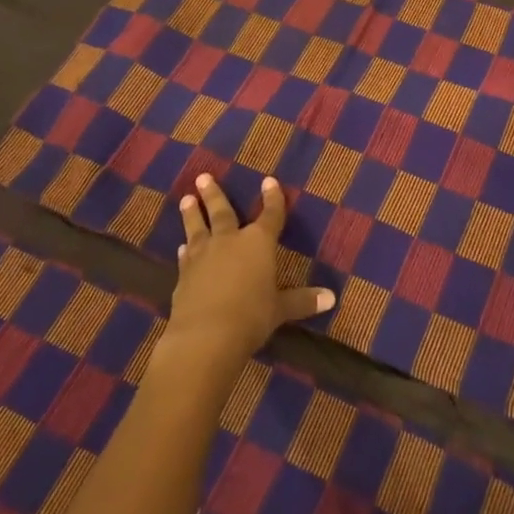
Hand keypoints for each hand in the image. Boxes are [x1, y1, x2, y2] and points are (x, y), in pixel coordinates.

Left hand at [165, 174, 334, 368]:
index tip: (269, 180)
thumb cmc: (251, 316)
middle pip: (222, 212)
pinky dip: (184, 250)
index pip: (270, 215)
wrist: (205, 336)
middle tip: (203, 177)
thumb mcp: (281, 309)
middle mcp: (230, 241)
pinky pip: (186, 257)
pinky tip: (181, 248)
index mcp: (258, 243)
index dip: (272, 198)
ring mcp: (203, 256)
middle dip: (214, 194)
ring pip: (197, 228)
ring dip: (192, 214)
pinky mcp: (184, 276)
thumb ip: (302, 301)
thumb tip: (332, 298)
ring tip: (186, 199)